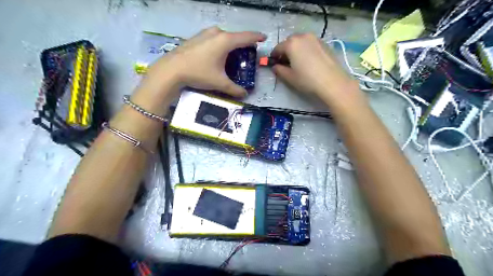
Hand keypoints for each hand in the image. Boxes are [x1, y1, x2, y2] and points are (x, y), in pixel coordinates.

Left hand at [142, 26, 265, 98]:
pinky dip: (220, 44)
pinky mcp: (197, 37)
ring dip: (231, 44)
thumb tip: (245, 95)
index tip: (264, 38)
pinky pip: (214, 38)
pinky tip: (217, 55)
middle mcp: (217, 33)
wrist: (172, 69)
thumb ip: (235, 89)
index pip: (247, 37)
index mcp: (226, 41)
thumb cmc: (199, 73)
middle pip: (235, 37)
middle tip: (248, 54)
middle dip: (243, 44)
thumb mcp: (219, 83)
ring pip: (224, 37)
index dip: (257, 37)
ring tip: (233, 56)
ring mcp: (205, 33)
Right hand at [269, 33, 357, 102]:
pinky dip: (306, 49)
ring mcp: (315, 38)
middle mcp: (303, 36)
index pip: (278, 48)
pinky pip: (310, 44)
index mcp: (291, 44)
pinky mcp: (324, 43)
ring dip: (296, 49)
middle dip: (285, 51)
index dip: (274, 56)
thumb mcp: (289, 77)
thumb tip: (275, 67)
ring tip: (298, 62)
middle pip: (289, 42)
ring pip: (301, 41)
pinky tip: (309, 61)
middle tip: (286, 63)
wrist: (332, 82)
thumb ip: (279, 70)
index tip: (274, 63)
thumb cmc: (307, 80)